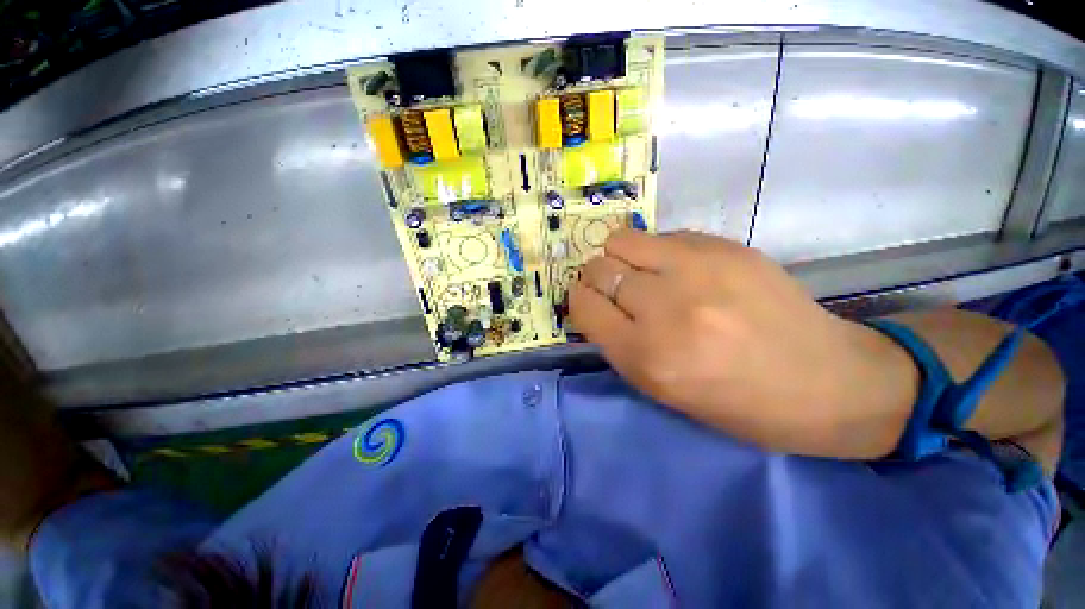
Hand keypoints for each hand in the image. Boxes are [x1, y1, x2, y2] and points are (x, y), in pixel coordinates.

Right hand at [569, 230, 918, 458]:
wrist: (829, 383)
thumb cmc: (738, 403)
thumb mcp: (662, 389)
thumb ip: (620, 343)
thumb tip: (596, 303)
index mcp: (647, 357)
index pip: (583, 306)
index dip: (579, 300)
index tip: (588, 302)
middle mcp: (665, 310)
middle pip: (599, 270)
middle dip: (597, 279)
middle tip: (616, 289)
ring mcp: (697, 271)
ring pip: (621, 241)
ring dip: (621, 257)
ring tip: (642, 272)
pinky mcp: (724, 248)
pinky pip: (661, 236)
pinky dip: (656, 251)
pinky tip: (679, 268)